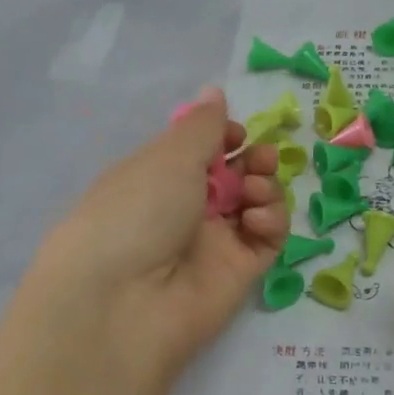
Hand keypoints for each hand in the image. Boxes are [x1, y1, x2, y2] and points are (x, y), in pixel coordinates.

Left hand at [26, 87, 289, 394]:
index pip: (202, 151)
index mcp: (158, 177)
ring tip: (254, 190)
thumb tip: (214, 91)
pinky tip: (257, 219)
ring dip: (265, 187)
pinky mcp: (239, 273)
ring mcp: (214, 243)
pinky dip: (271, 221)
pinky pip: (267, 239)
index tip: (236, 133)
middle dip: (254, 160)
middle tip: (258, 159)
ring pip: (256, 204)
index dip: (226, 137)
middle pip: (235, 175)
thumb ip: (202, 125)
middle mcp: (186, 209)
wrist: (122, 303)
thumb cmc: (135, 212)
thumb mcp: (167, 157)